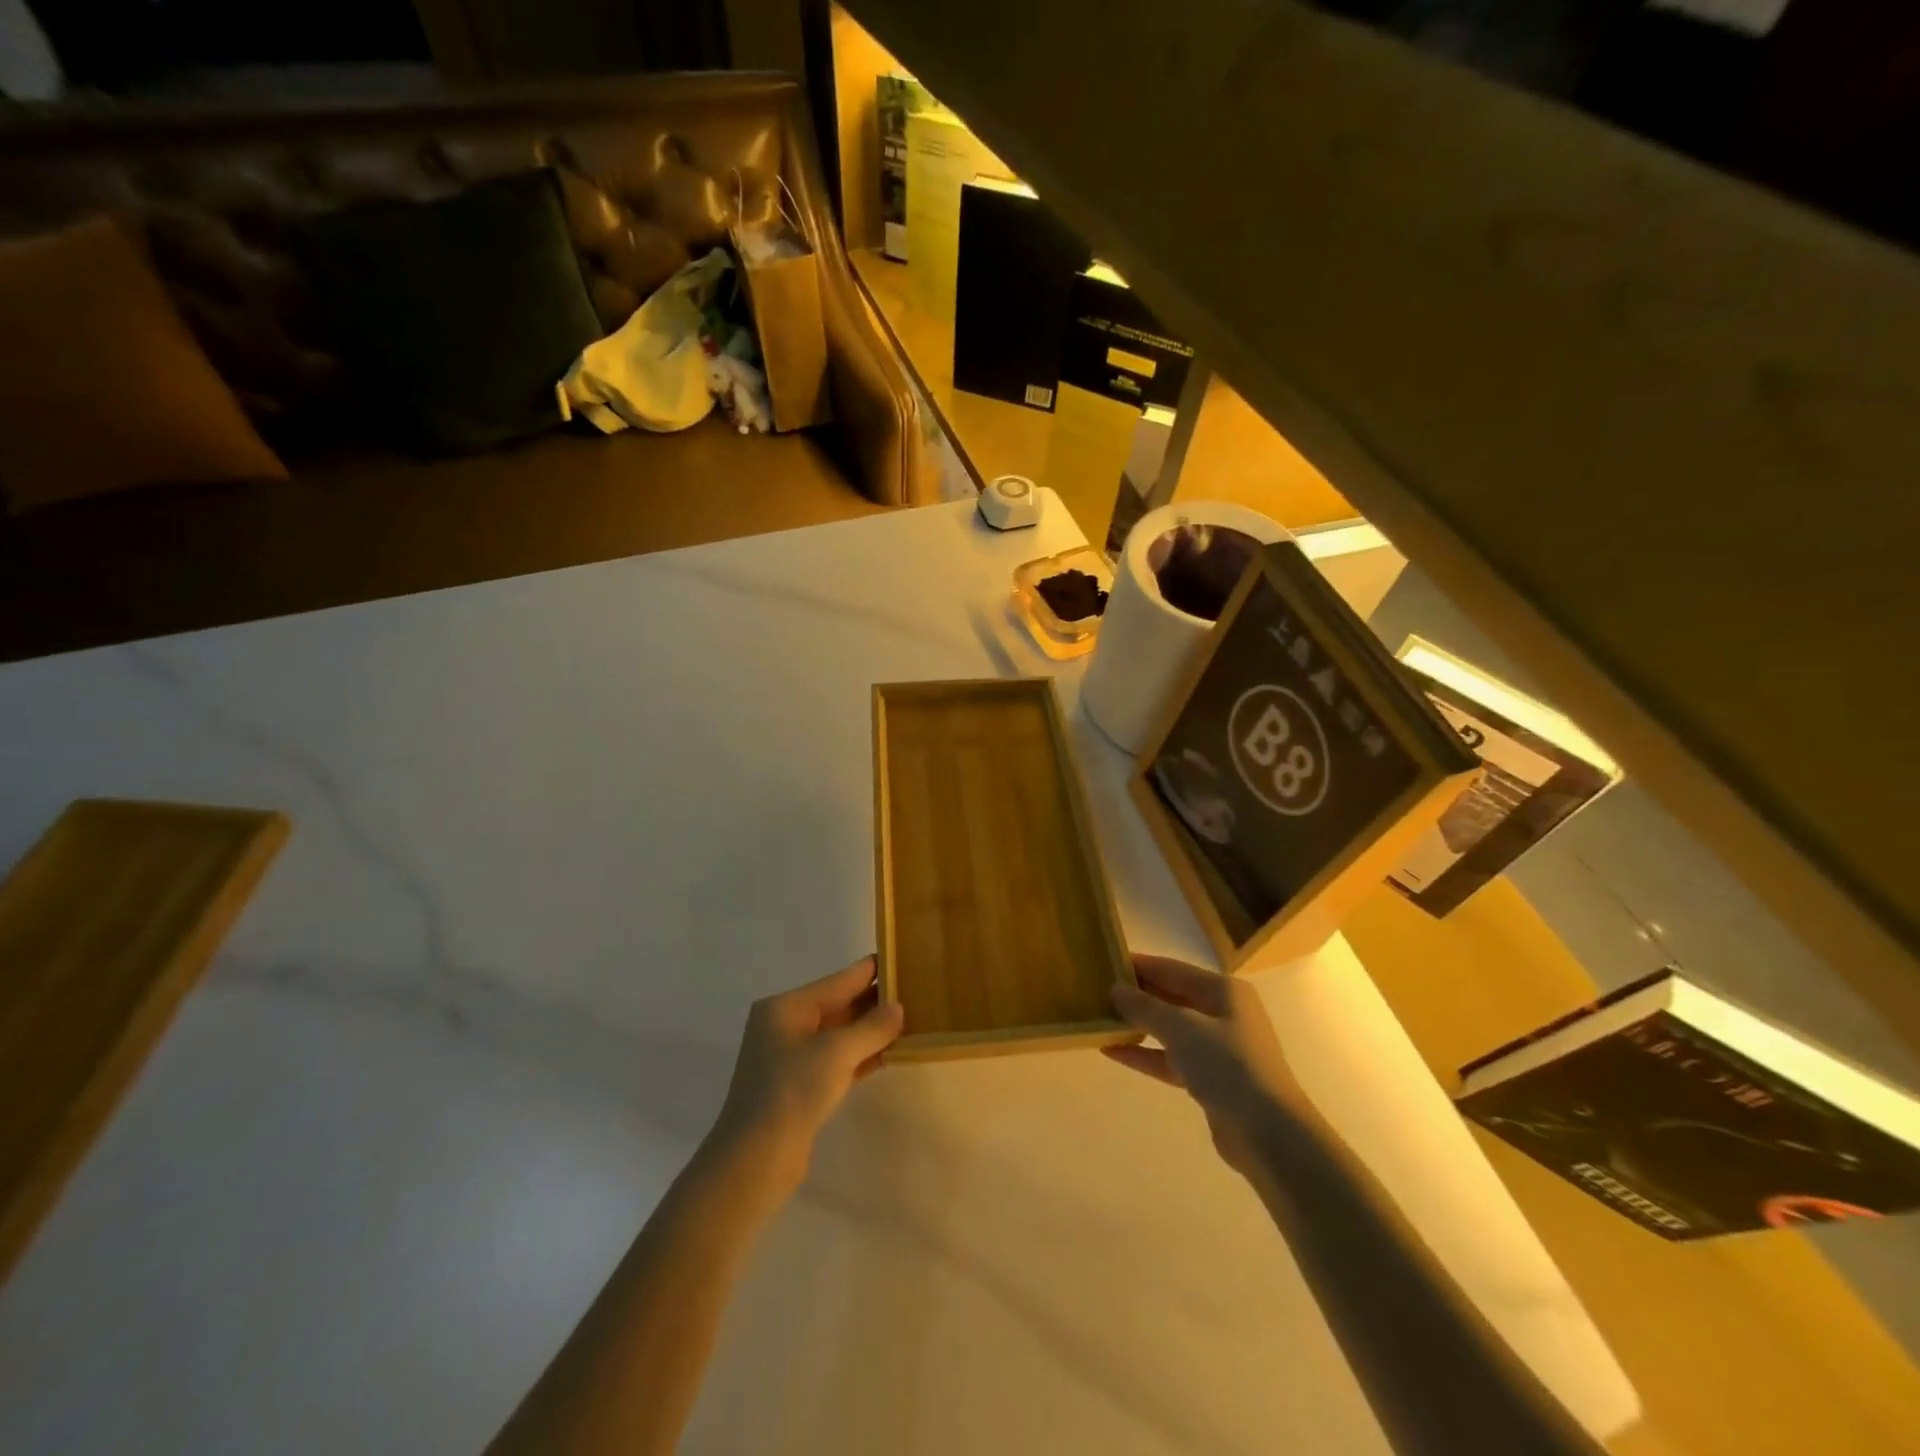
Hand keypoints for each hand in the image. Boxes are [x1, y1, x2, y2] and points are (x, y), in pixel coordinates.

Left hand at [708, 957, 904, 1194]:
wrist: (756, 1159)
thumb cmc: (792, 1090)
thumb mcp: (837, 1052)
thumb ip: (871, 1027)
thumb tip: (897, 1008)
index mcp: (786, 1007)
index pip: (837, 981)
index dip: (870, 970)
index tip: (901, 957)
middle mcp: (786, 1026)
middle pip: (838, 1005)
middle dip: (874, 1000)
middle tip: (915, 989)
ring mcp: (793, 1059)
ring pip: (840, 1035)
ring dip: (872, 1029)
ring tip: (911, 1017)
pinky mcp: (802, 1088)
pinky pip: (839, 1060)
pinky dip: (863, 1055)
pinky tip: (892, 1051)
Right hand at [1104, 954, 1307, 1175]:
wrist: (1269, 1134)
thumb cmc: (1228, 1065)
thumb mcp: (1181, 1028)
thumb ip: (1145, 1007)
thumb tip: (1116, 989)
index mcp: (1224, 991)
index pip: (1172, 969)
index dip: (1139, 965)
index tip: (1105, 960)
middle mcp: (1223, 1014)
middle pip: (1172, 997)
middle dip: (1137, 995)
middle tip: (1097, 990)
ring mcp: (1218, 1048)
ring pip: (1170, 1029)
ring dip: (1138, 1025)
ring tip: (1101, 1018)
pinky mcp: (1211, 1080)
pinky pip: (1171, 1058)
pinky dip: (1146, 1054)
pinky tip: (1113, 1051)